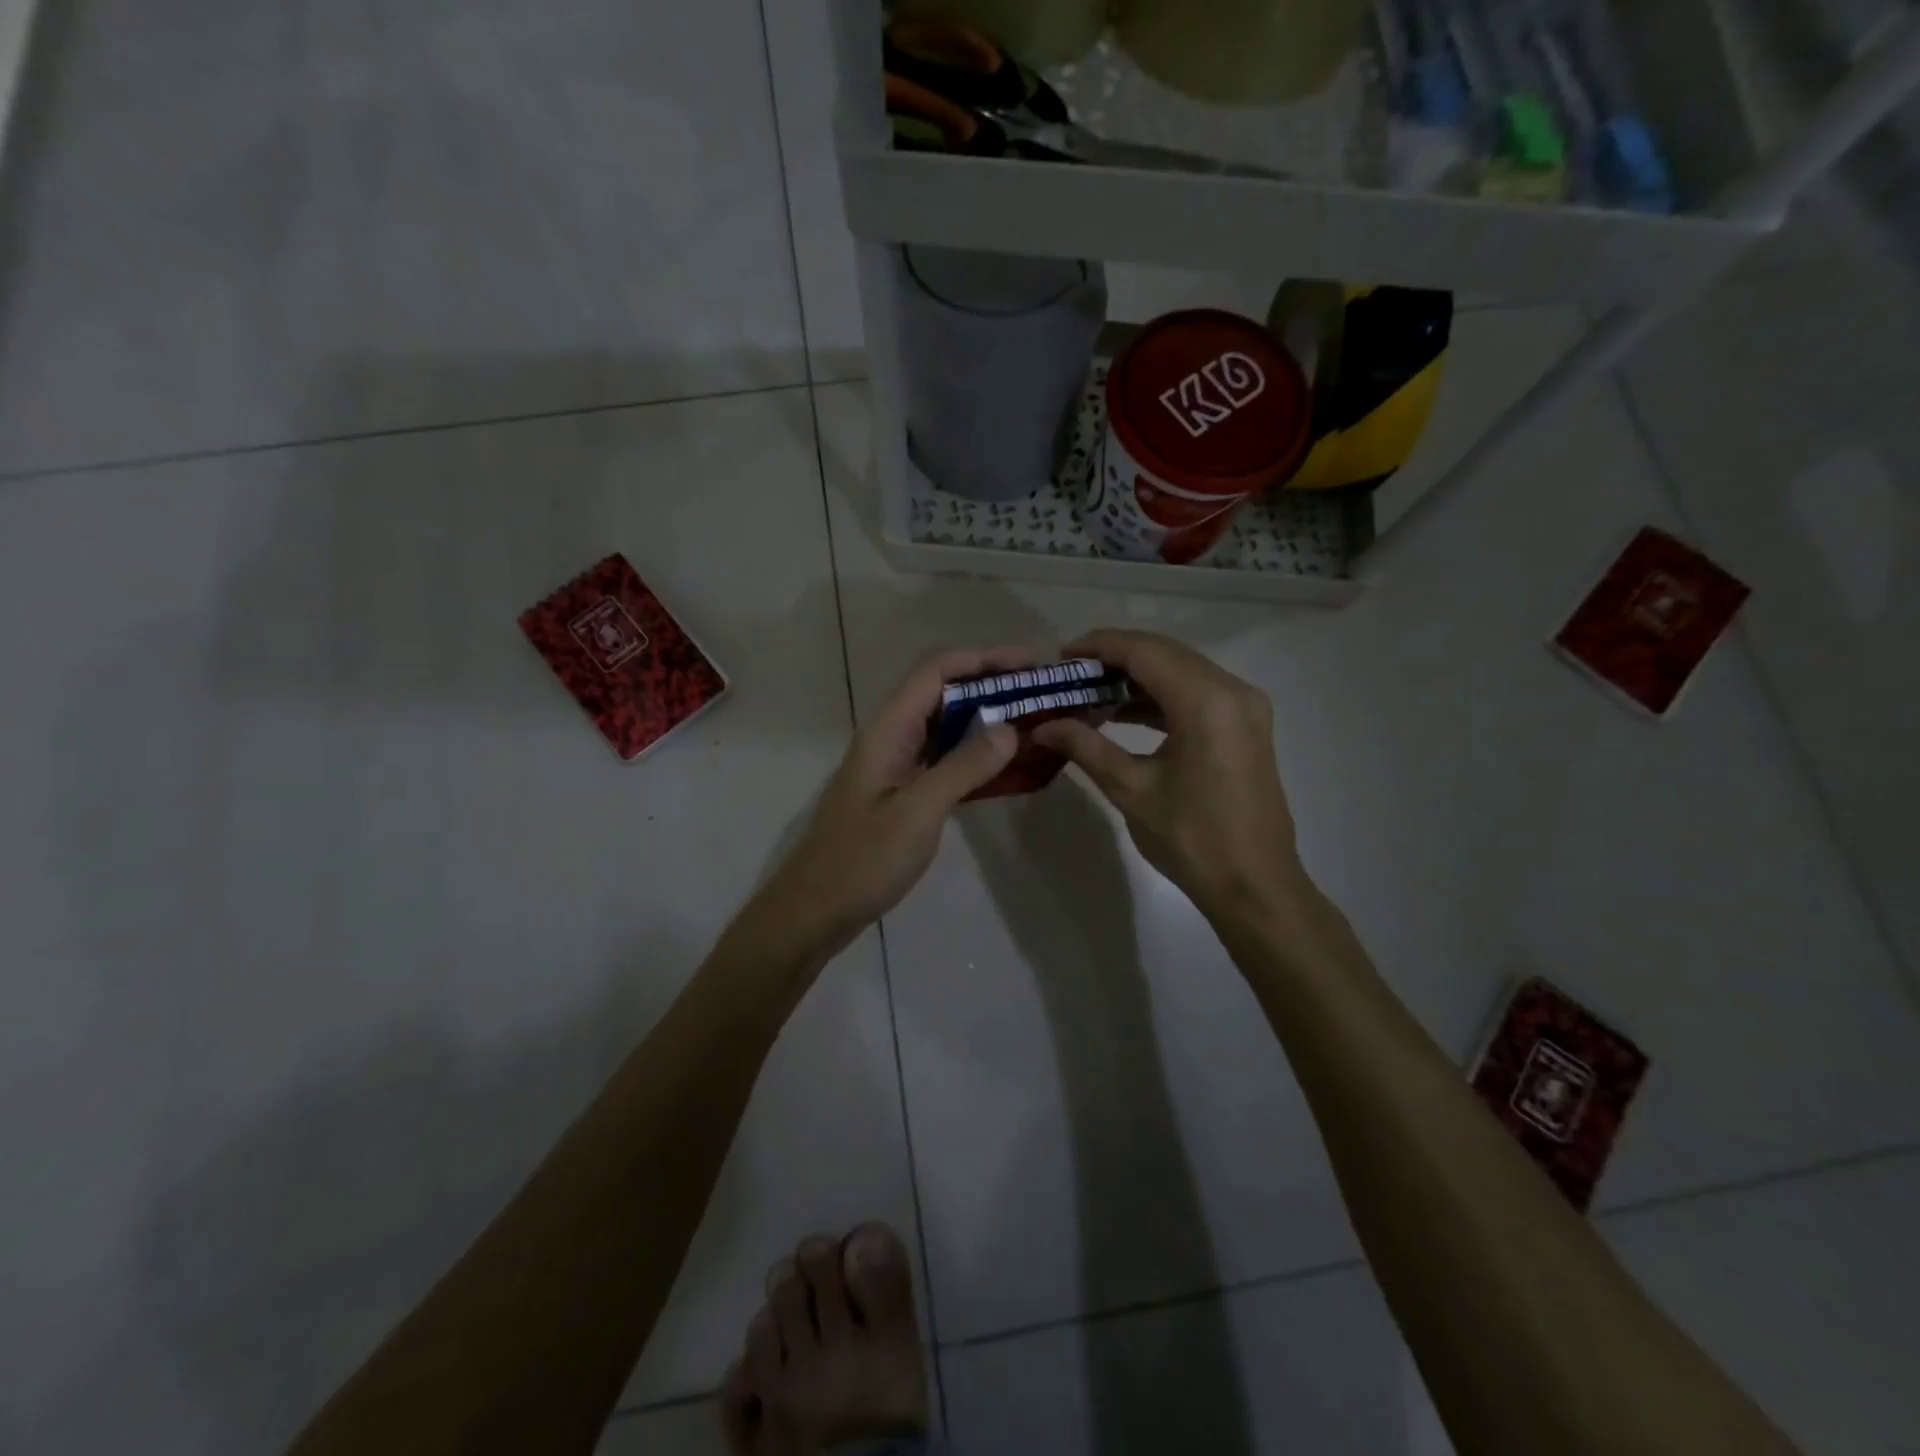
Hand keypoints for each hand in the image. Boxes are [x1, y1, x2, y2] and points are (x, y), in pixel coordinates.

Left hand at [753, 646, 1029, 955]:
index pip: (937, 670)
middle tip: (1041, 695)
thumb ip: (963, 767)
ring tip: (1033, 723)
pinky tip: (1006, 764)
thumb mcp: (918, 812)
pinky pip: (943, 755)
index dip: (984, 658)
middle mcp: (891, 735)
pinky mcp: (902, 788)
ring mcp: (895, 762)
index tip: (1032, 664)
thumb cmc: (863, 860)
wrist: (817, 909)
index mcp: (888, 729)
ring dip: (986, 717)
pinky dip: (975, 752)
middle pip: (943, 690)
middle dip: (991, 684)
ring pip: (945, 723)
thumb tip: (1009, 728)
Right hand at [1032, 629, 1305, 922]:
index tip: (1061, 656)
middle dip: (1115, 658)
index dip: (1099, 647)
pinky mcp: (1246, 725)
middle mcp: (1232, 691)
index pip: (1144, 652)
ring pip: (1181, 671)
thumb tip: (1042, 726)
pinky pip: (1196, 693)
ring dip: (1136, 677)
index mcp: (1206, 701)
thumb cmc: (1191, 838)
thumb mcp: (1131, 789)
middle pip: (1165, 654)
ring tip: (1090, 694)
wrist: (1254, 885)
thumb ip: (1085, 747)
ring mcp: (1244, 706)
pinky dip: (1160, 697)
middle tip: (1071, 675)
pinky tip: (1124, 712)